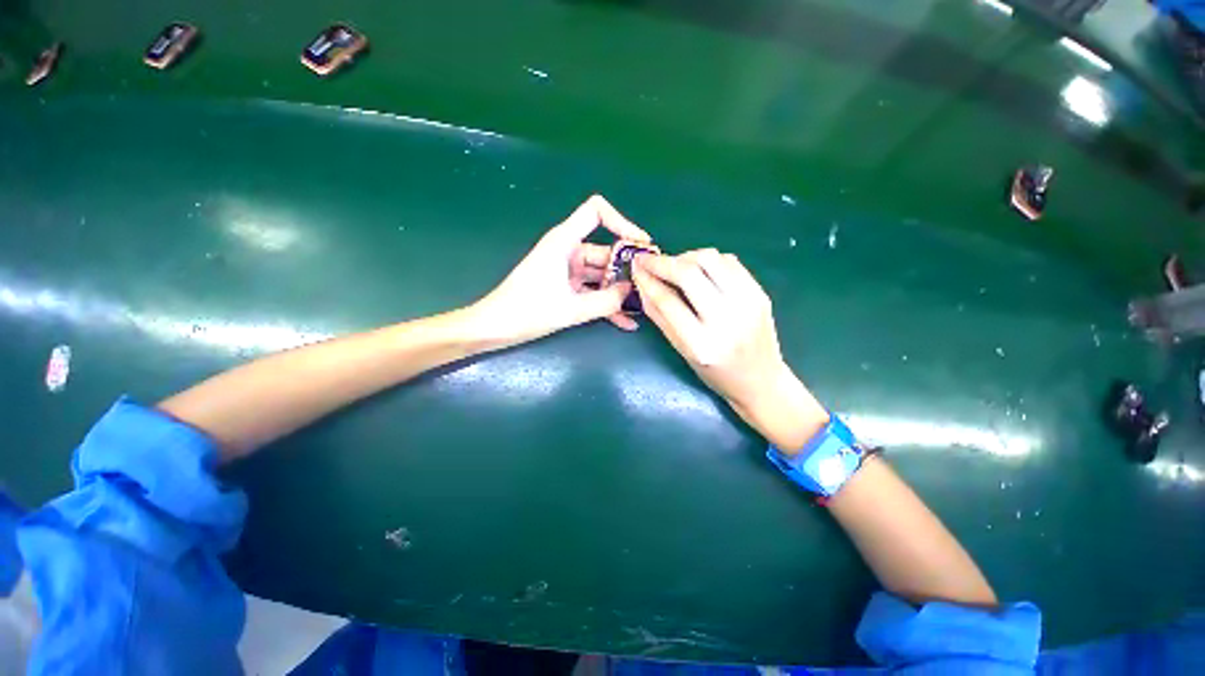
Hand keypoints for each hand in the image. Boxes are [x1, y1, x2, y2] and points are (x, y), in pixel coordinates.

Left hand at [468, 195, 650, 350]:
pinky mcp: (565, 288)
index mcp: (564, 242)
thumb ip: (605, 302)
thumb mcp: (571, 309)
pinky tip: (625, 321)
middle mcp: (568, 251)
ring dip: (619, 291)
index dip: (622, 222)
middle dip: (627, 268)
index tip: (640, 245)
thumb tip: (631, 293)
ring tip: (642, 307)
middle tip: (649, 286)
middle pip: (606, 250)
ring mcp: (567, 271)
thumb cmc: (526, 311)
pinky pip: (592, 292)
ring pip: (601, 275)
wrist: (495, 328)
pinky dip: (606, 304)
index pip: (596, 212)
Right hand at [632, 249, 828, 450]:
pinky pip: (729, 261)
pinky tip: (699, 270)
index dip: (648, 279)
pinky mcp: (760, 293)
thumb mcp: (683, 352)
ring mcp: (748, 304)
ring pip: (710, 259)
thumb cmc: (715, 374)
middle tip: (648, 260)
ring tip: (673, 266)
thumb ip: (661, 318)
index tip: (635, 266)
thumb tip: (643, 285)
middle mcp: (727, 320)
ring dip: (685, 257)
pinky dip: (707, 260)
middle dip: (663, 261)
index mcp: (701, 344)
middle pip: (689, 273)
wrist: (761, 380)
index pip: (668, 301)